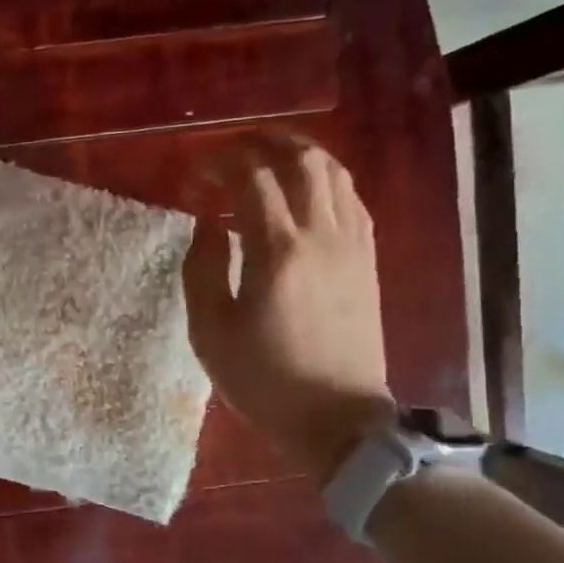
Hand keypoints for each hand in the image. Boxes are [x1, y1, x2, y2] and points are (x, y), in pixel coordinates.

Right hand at [183, 136, 394, 487]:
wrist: (338, 419)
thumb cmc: (264, 380)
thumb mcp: (211, 332)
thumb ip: (203, 269)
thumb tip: (209, 225)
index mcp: (278, 251)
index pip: (251, 178)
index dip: (219, 163)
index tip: (195, 173)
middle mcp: (322, 235)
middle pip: (301, 160)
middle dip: (263, 142)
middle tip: (231, 150)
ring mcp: (352, 245)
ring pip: (334, 173)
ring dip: (299, 154)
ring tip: (268, 157)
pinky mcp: (368, 260)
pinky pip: (352, 200)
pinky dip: (326, 181)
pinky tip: (307, 192)